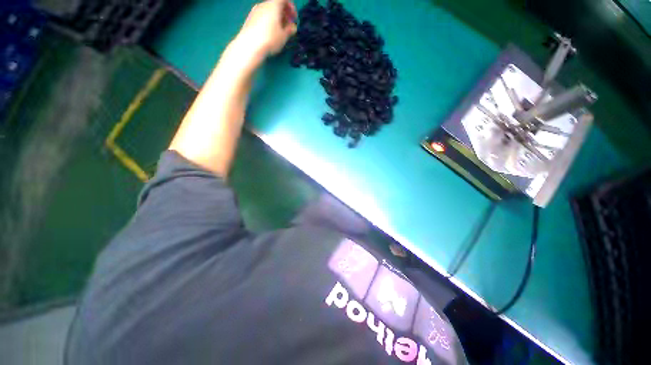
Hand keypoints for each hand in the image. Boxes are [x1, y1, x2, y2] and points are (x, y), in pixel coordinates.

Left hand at [235, 0, 297, 58]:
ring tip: (279, 31)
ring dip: (276, 18)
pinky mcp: (249, 18)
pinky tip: (269, 33)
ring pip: (268, 11)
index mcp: (273, 5)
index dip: (291, 7)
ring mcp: (255, 11)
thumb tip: (292, 27)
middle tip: (288, 26)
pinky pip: (262, 16)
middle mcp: (263, 4)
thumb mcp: (284, 36)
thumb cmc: (270, 39)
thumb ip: (290, 30)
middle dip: (284, 14)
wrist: (250, 45)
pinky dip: (268, 21)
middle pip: (276, 4)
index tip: (294, 18)